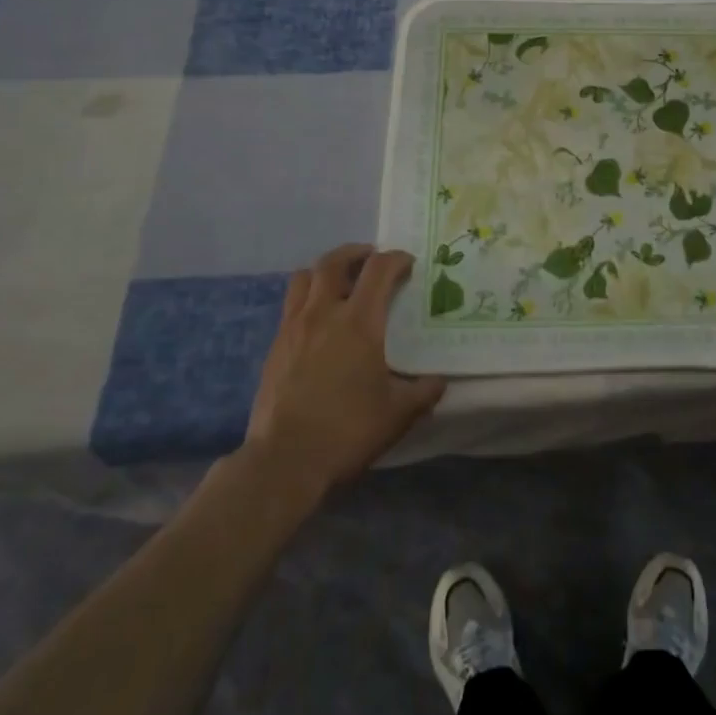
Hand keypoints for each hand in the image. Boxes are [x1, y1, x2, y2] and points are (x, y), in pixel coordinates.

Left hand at [243, 244, 444, 494]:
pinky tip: (319, 321)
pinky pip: (290, 305)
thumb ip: (423, 392)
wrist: (284, 461)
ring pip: (304, 277)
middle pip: (334, 261)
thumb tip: (440, 381)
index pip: (379, 269)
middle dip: (356, 252)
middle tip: (372, 258)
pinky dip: (307, 298)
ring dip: (325, 270)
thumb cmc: (347, 430)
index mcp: (359, 322)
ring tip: (341, 282)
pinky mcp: (275, 346)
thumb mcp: (398, 414)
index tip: (408, 263)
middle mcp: (323, 313)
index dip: (396, 259)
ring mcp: (294, 327)